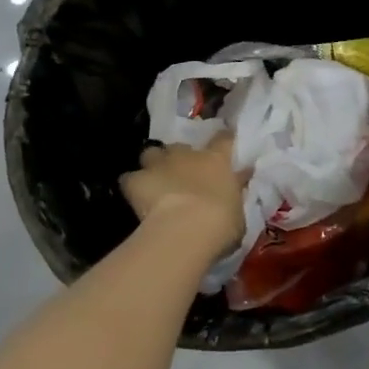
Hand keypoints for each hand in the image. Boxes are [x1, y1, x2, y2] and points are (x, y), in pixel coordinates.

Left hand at [119, 136, 245, 256]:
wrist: (186, 229)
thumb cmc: (221, 223)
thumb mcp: (238, 210)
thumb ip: (234, 192)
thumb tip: (238, 180)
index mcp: (217, 160)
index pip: (223, 139)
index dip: (223, 140)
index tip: (223, 144)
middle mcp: (187, 155)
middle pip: (181, 146)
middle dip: (180, 156)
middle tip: (183, 173)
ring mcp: (160, 164)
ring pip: (151, 153)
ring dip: (154, 164)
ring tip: (155, 180)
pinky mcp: (136, 180)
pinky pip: (129, 178)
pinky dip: (132, 185)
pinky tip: (135, 196)